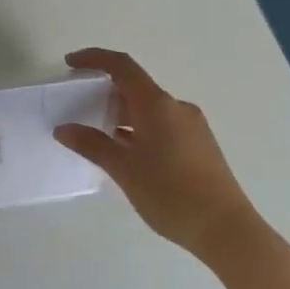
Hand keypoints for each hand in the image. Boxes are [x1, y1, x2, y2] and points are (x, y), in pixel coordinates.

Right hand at [53, 48, 262, 261]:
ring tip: (98, 136)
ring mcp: (191, 126)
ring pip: (148, 109)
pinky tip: (126, 154)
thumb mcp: (123, 169)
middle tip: (79, 109)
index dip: (94, 58)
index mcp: (157, 105)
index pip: (122, 66)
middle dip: (105, 93)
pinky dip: (138, 129)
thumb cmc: (170, 193)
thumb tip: (63, 129)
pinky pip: (161, 125)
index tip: (70, 63)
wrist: (226, 229)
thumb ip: (91, 145)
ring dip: (122, 115)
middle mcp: (176, 107)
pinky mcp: (199, 145)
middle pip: (135, 87)